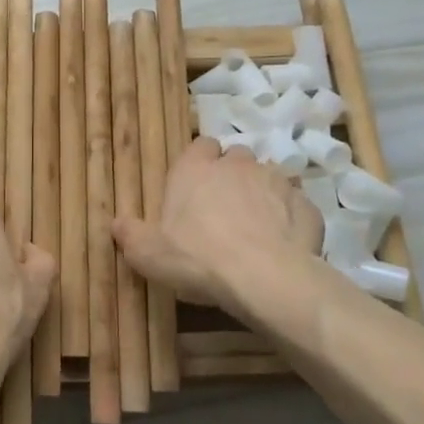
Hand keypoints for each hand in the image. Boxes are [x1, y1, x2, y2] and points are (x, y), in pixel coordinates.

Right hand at [111, 137, 325, 314]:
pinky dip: (290, 219)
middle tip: (226, 208)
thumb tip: (117, 224)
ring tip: (257, 227)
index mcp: (195, 169)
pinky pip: (296, 206)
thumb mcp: (148, 254)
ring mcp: (275, 182)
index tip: (198, 185)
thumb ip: (131, 234)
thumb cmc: (197, 258)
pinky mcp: (306, 206)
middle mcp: (236, 165)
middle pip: (236, 157)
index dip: (201, 162)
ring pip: (268, 178)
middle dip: (233, 175)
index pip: (200, 145)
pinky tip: (284, 244)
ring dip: (263, 195)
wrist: (264, 278)